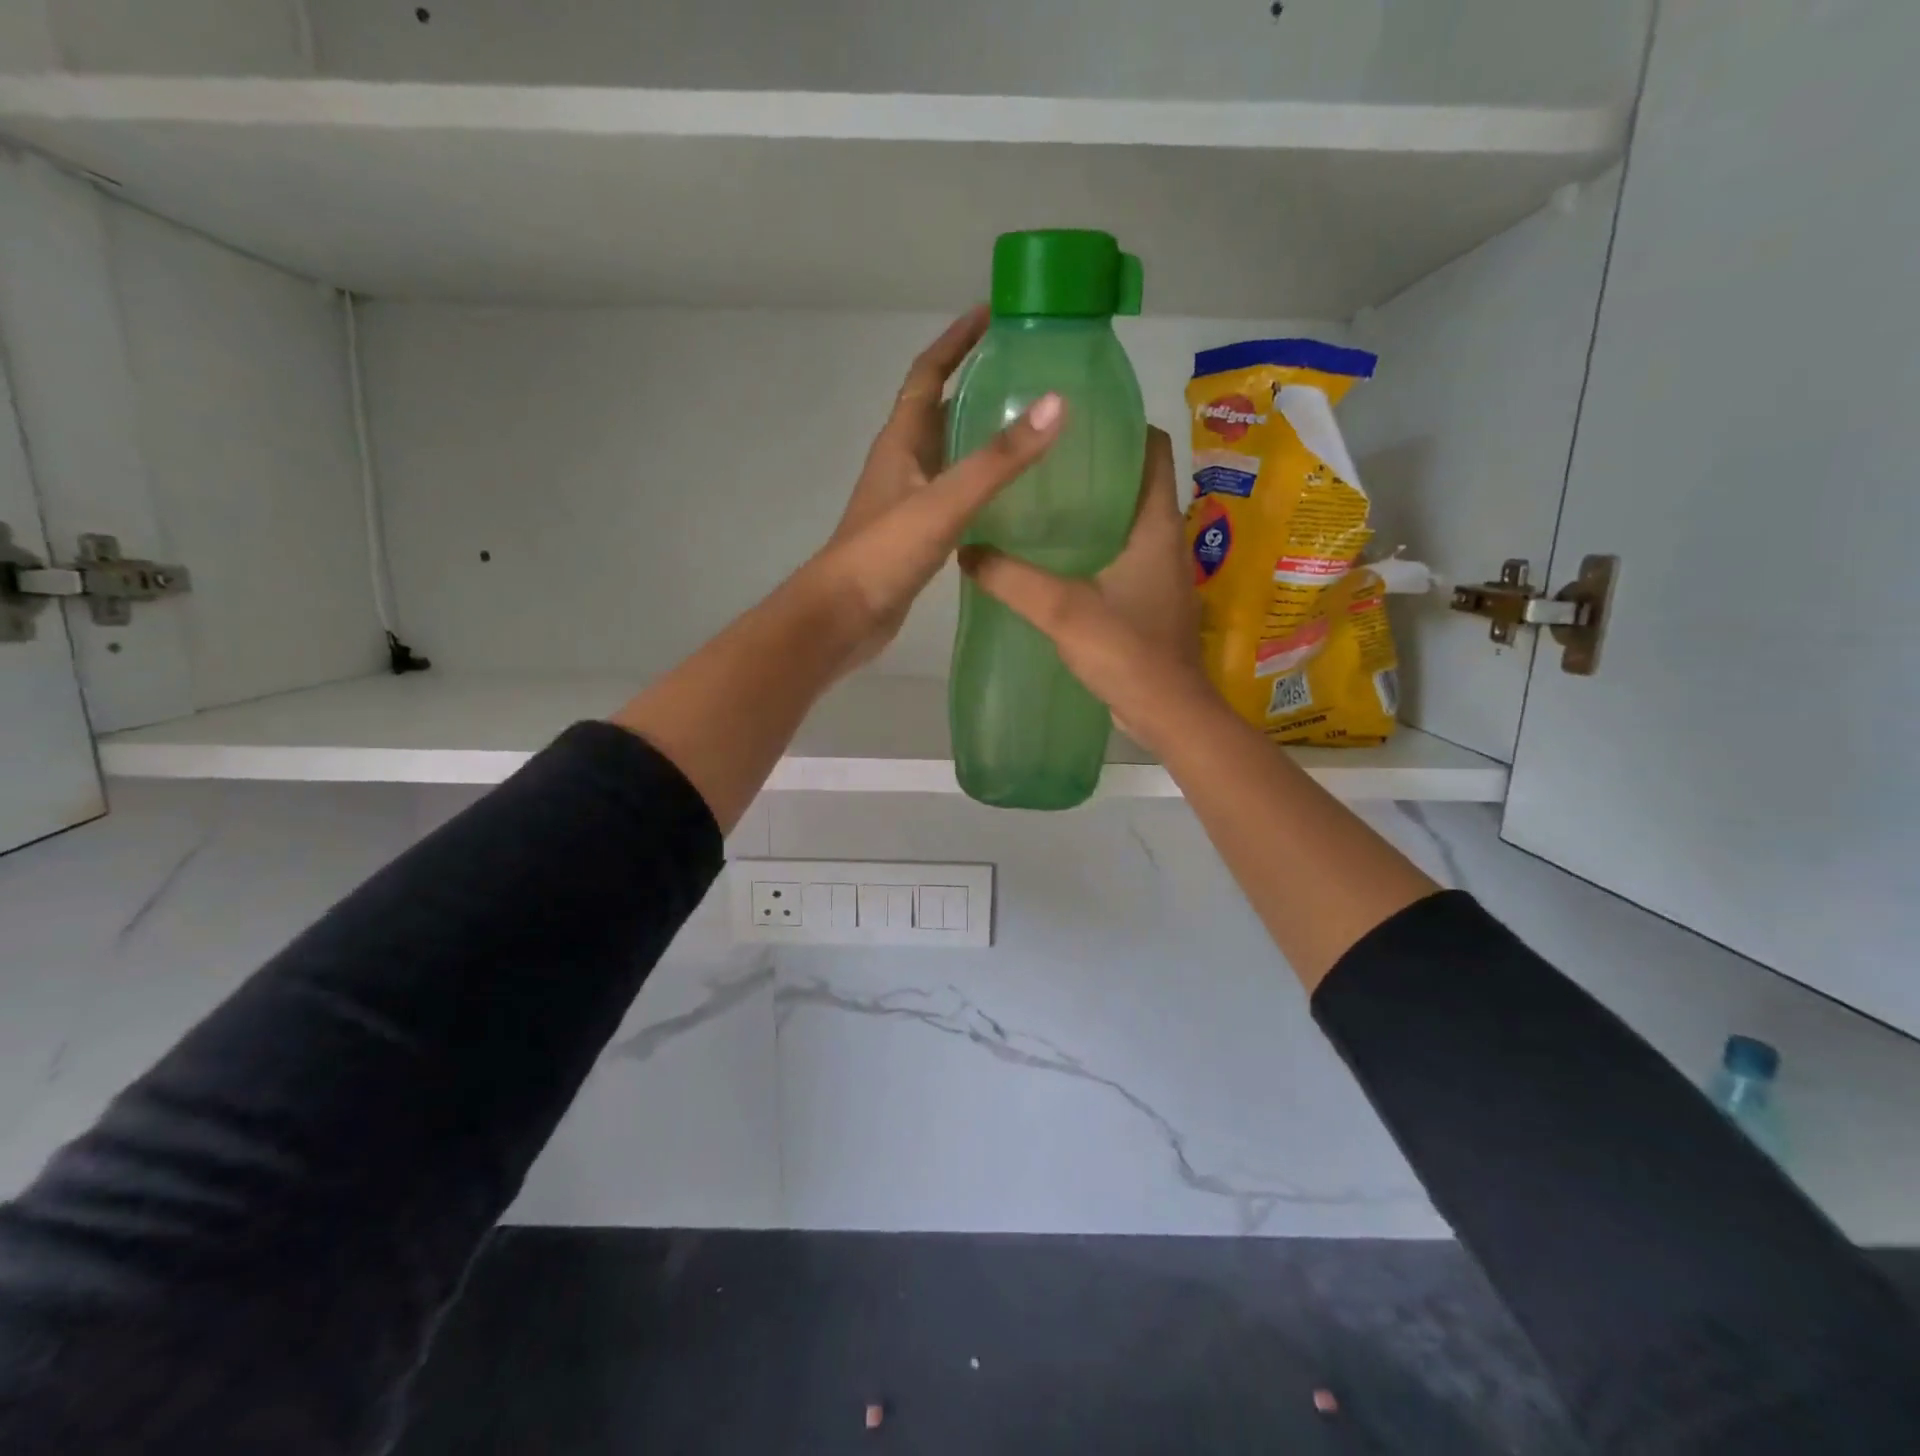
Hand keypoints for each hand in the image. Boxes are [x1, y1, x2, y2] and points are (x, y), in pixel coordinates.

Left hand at [804, 306, 1063, 670]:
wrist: (844, 617)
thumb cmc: (885, 554)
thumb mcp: (944, 501)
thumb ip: (998, 460)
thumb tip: (1056, 403)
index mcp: (900, 442)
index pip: (928, 375)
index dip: (956, 341)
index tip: (993, 314)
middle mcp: (902, 464)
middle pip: (940, 410)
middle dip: (977, 385)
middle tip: (1030, 375)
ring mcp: (908, 501)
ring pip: (949, 455)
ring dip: (981, 437)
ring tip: (1032, 430)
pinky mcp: (917, 535)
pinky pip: (954, 495)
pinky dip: (981, 485)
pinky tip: (1012, 497)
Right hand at [960, 427, 1215, 747]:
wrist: (1166, 712)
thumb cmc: (1125, 651)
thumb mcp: (1062, 609)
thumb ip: (1011, 578)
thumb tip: (966, 550)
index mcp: (1156, 525)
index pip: (1153, 451)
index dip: (1123, 427)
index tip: (1078, 420)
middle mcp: (1165, 540)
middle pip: (1136, 484)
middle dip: (1096, 468)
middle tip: (1044, 460)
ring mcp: (1160, 574)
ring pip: (1128, 524)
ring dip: (1094, 511)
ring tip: (1042, 503)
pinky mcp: (1150, 602)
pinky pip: (1122, 558)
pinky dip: (1094, 548)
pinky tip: (1056, 559)